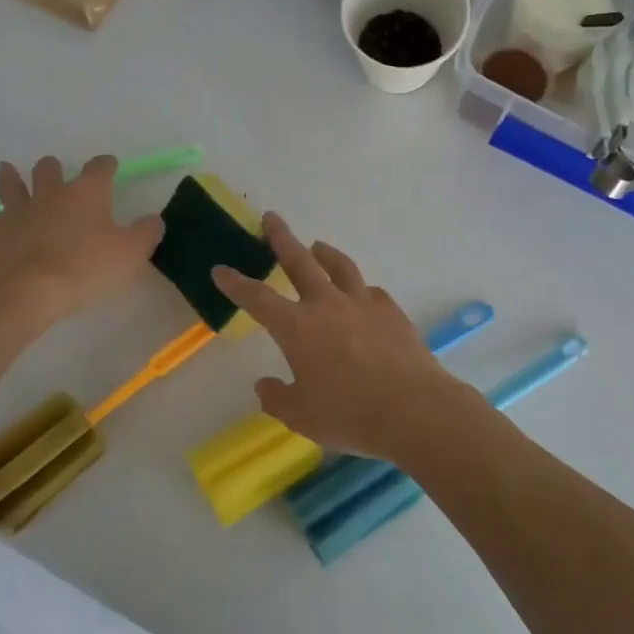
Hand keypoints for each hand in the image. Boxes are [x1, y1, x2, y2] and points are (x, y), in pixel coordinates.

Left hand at [0, 156, 163, 326]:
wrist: (31, 290)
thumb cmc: (88, 268)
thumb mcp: (131, 253)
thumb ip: (146, 232)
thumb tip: (155, 218)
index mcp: (88, 193)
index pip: (100, 168)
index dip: (106, 165)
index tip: (110, 166)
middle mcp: (52, 193)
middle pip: (51, 170)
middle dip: (55, 169)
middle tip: (57, 173)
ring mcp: (18, 209)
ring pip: (13, 183)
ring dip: (12, 176)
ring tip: (8, 169)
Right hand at [212, 214, 474, 461]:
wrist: (413, 409)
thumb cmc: (349, 415)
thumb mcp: (301, 416)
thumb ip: (277, 398)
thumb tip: (264, 385)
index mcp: (297, 328)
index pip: (257, 299)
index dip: (236, 284)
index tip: (221, 269)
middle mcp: (327, 305)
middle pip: (299, 261)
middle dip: (281, 238)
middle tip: (271, 218)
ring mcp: (363, 304)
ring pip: (340, 266)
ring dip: (325, 253)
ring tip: (317, 246)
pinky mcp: (392, 311)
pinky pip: (371, 292)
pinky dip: (359, 289)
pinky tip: (361, 295)